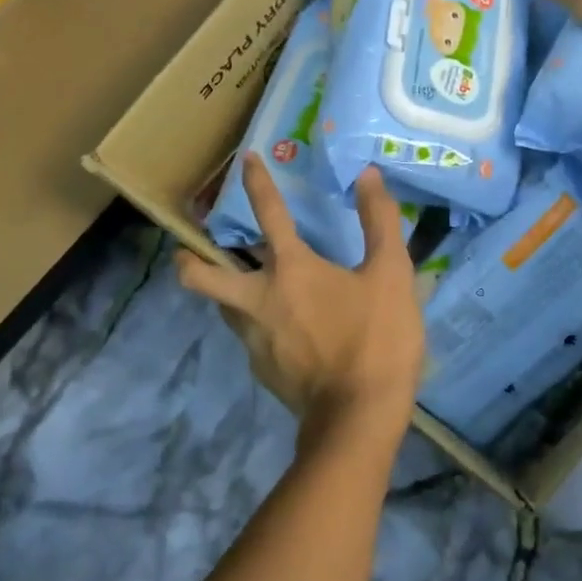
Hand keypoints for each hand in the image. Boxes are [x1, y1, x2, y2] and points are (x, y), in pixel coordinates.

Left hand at [179, 155, 424, 442]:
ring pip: (225, 308)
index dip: (257, 183)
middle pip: (203, 275)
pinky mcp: (262, 372)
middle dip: (189, 259)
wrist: (358, 419)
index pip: (269, 214)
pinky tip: (284, 333)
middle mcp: (259, 300)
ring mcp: (255, 340)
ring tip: (248, 289)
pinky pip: (251, 338)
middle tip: (190, 250)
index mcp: (291, 270)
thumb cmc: (377, 339)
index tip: (247, 161)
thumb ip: (380, 222)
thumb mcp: (392, 275)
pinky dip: (258, 326)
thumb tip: (369, 176)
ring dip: (228, 292)